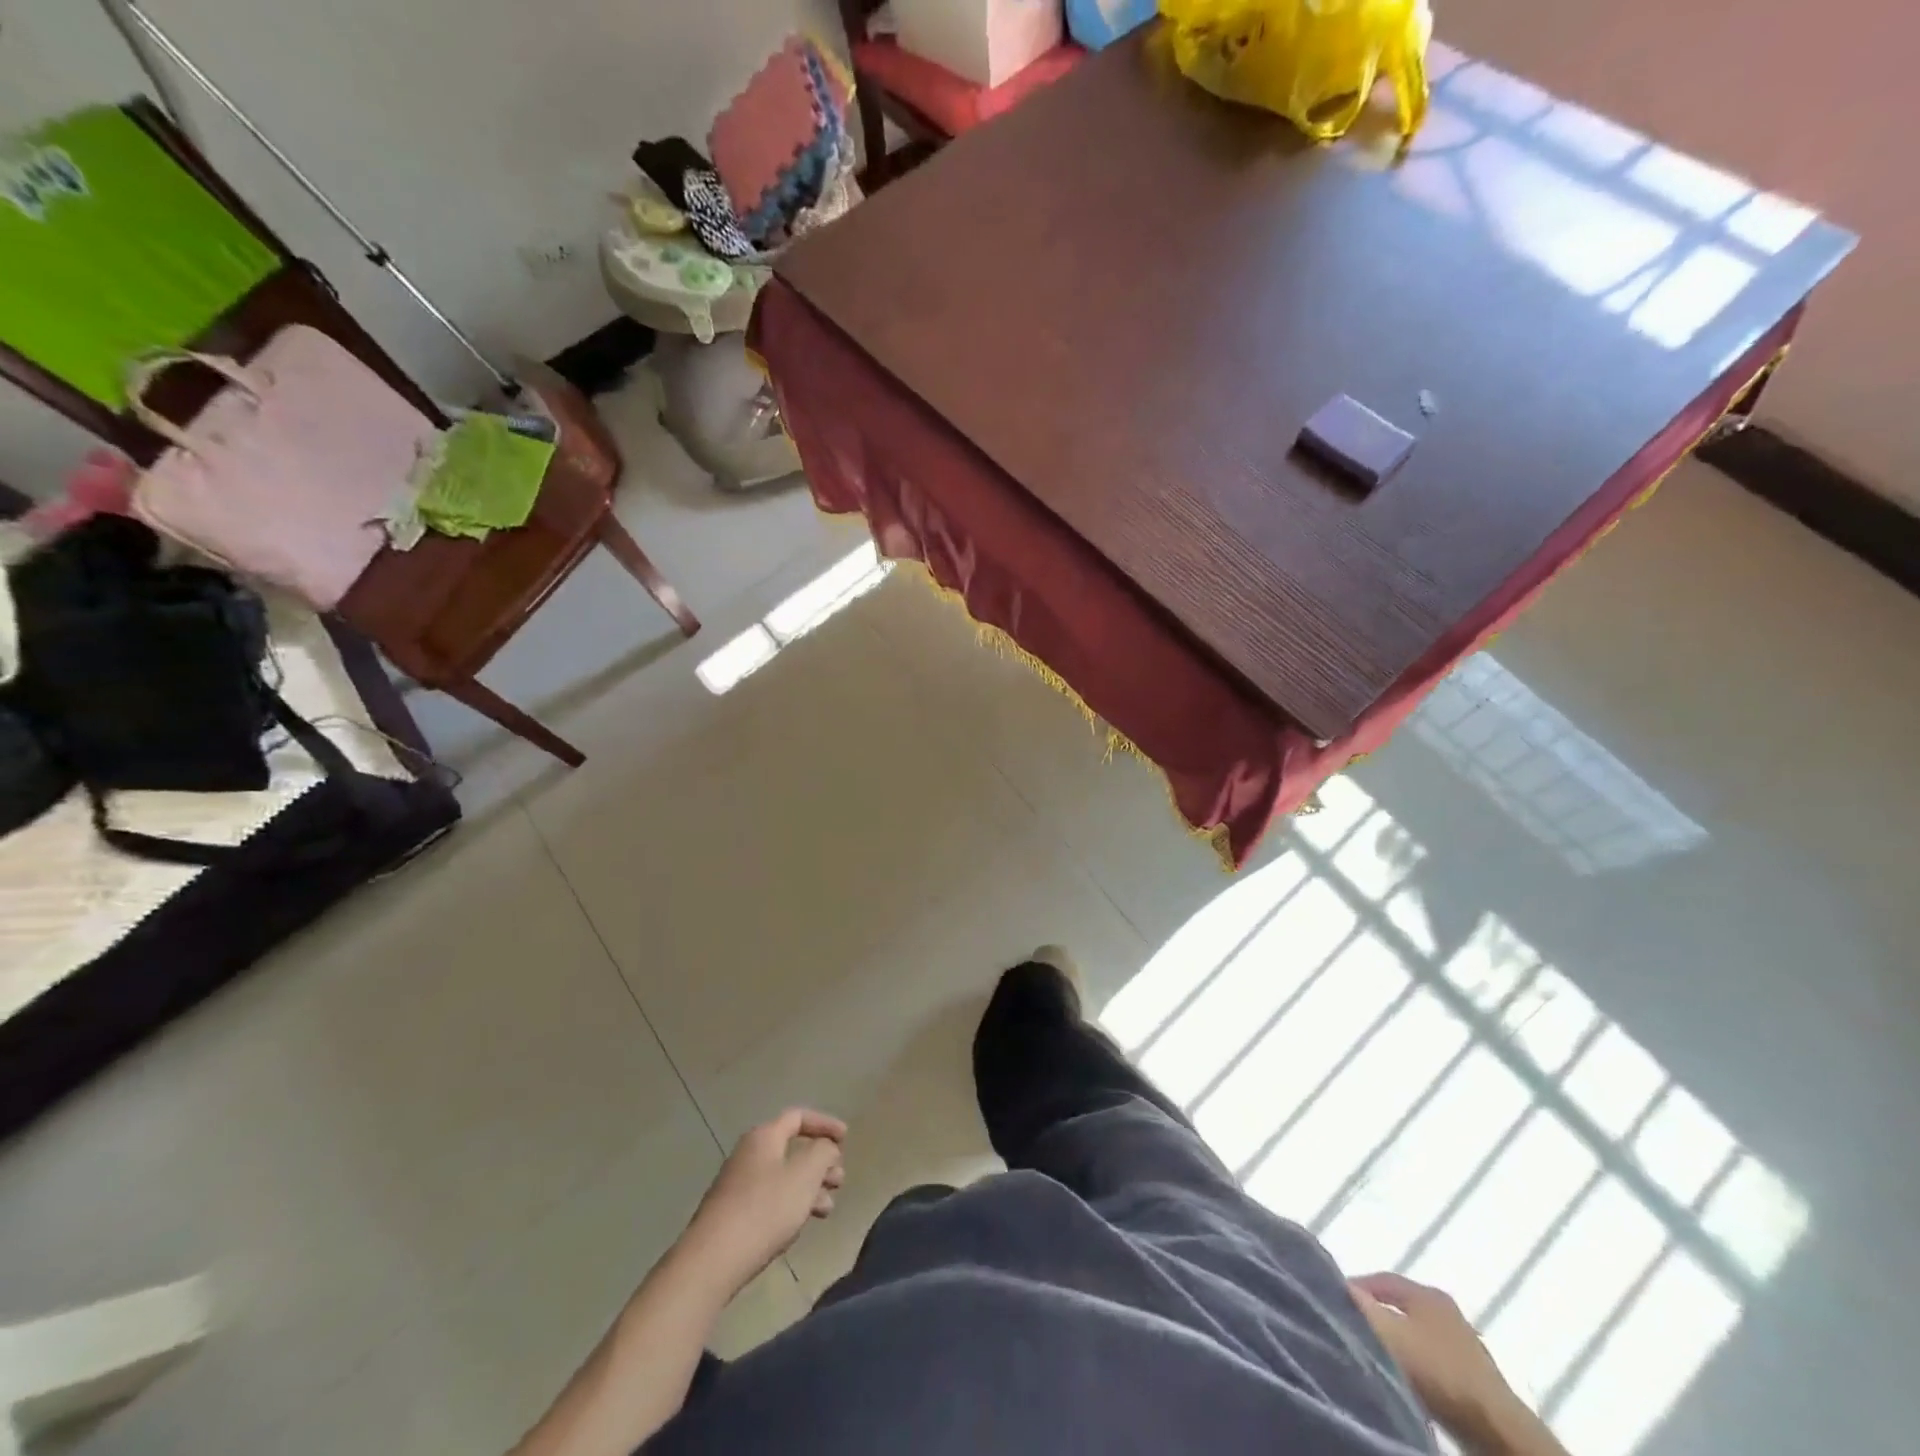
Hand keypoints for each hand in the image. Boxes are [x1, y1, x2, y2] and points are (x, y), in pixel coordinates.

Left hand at [681, 1109, 846, 1296]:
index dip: (825, 1124)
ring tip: (827, 1209)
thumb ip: (823, 1153)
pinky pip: (770, 1198)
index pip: (798, 1117)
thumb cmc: (764, 1210)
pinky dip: (791, 1204)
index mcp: (764, 1137)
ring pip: (783, 1176)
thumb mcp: (804, 1175)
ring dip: (809, 1187)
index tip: (845, 1139)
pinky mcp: (732, 1214)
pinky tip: (799, 1225)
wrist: (711, 1262)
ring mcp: (738, 1185)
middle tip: (839, 1181)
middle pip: (792, 1148)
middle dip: (820, 1162)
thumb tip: (826, 1147)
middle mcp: (749, 1154)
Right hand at [1349, 1272, 1537, 1450]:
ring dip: (1394, 1340)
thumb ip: (1361, 1307)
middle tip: (1349, 1325)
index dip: (1354, 1286)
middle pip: (1399, 1305)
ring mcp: (1462, 1344)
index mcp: (1427, 1292)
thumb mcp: (1390, 1334)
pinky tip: (1402, 1377)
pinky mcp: (1471, 1376)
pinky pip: (1429, 1357)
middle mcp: (1446, 1310)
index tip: (1333, 1300)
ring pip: (1414, 1332)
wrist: (1496, 1430)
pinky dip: (1412, 1362)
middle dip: (1374, 1313)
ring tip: (1371, 1353)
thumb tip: (1339, 1286)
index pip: (1381, 1278)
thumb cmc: (1438, 1371)